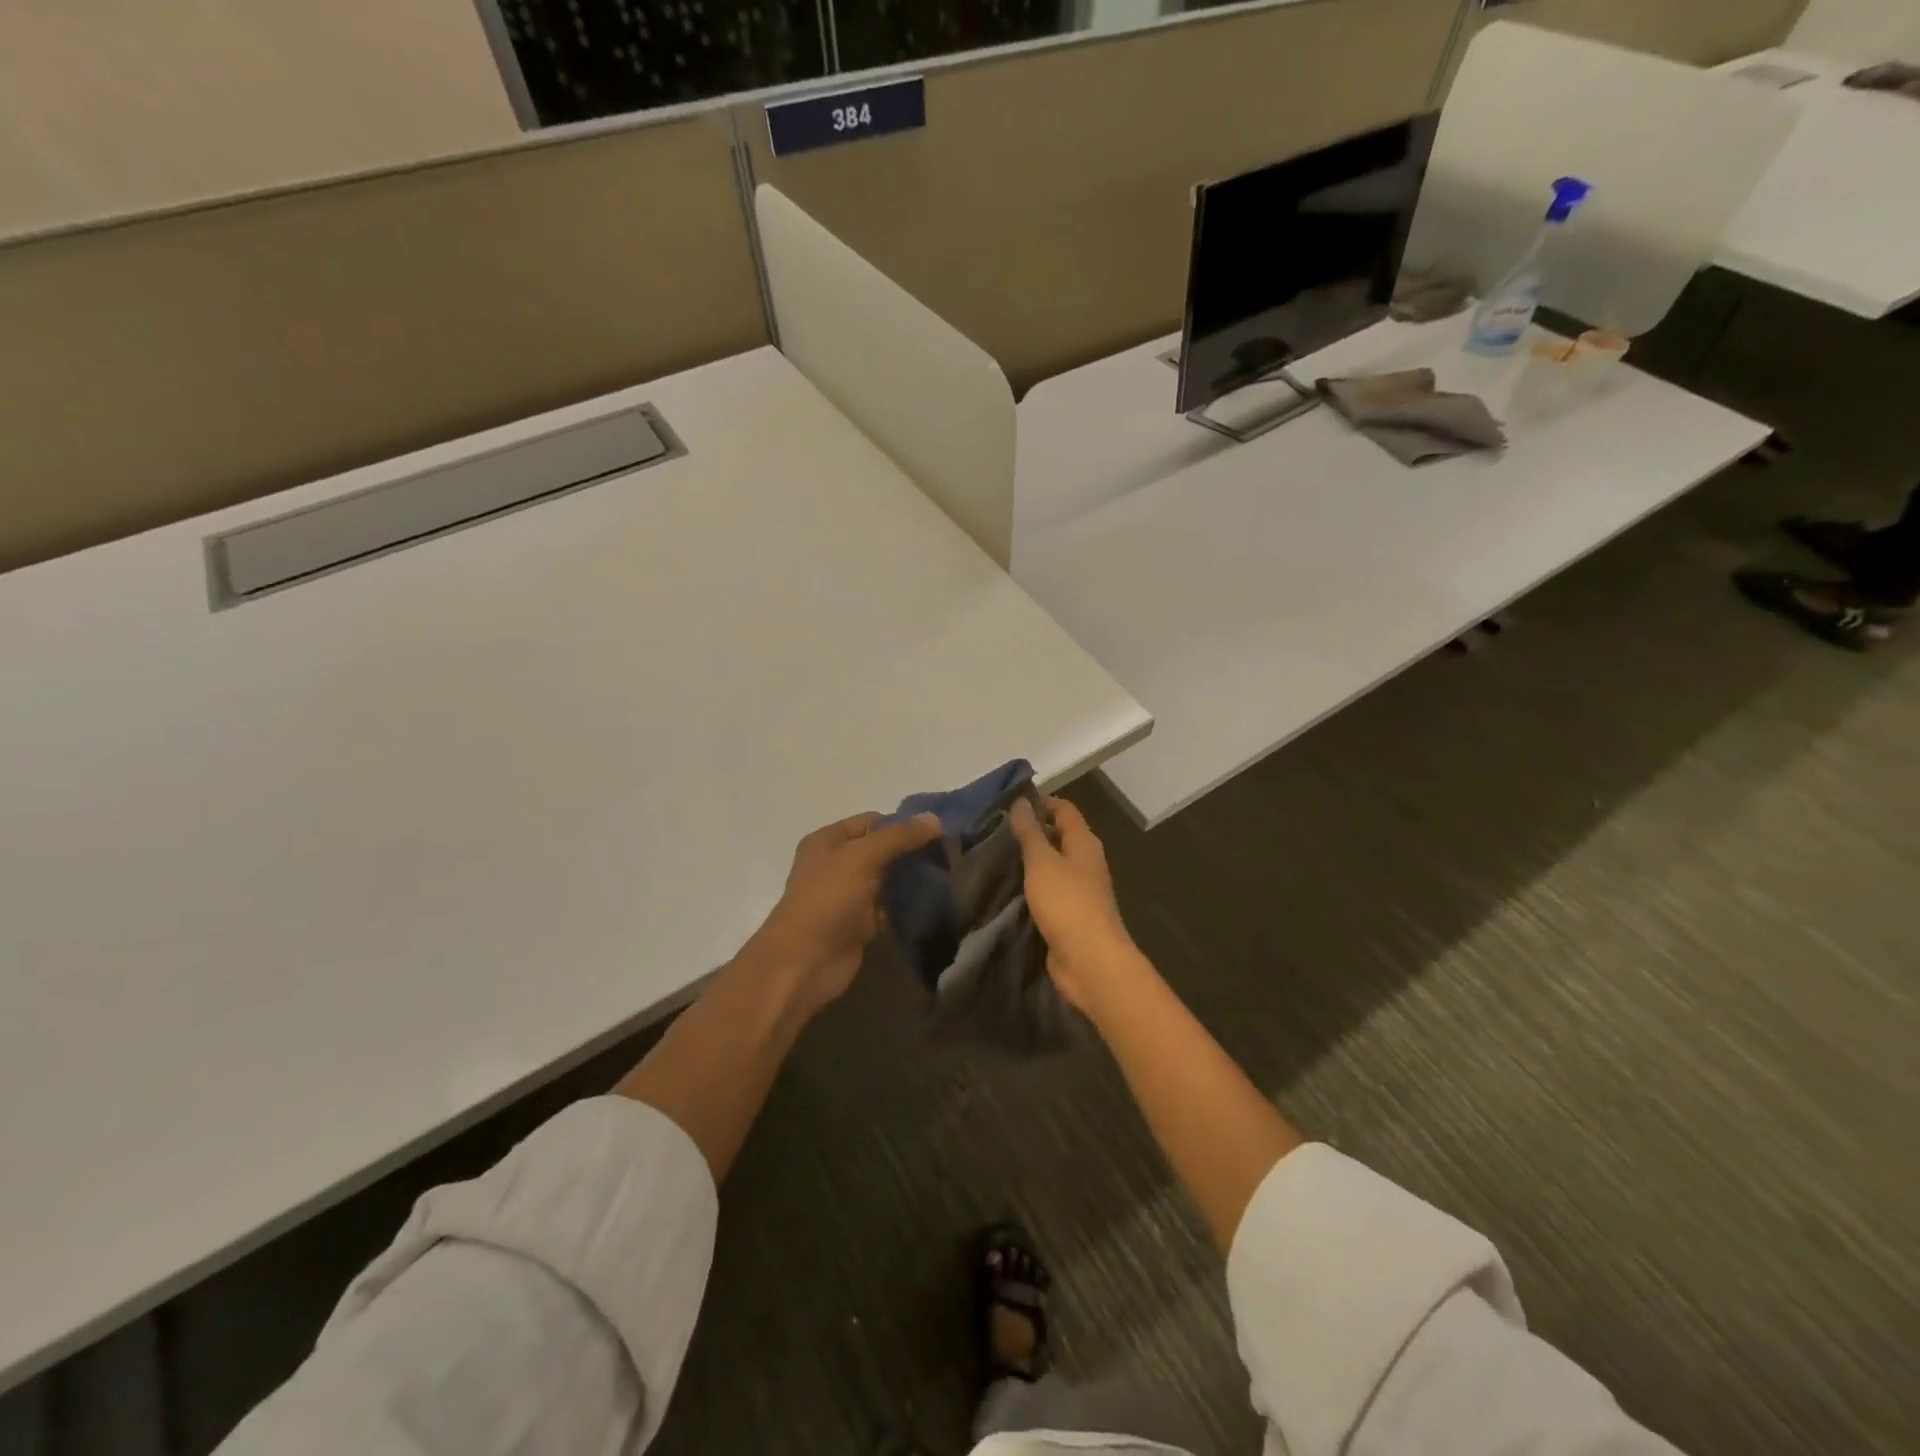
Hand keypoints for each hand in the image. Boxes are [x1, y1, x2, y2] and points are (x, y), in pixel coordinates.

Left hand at [738, 810, 940, 1016]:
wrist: (804, 964)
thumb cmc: (826, 901)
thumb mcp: (860, 858)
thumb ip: (898, 837)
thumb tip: (934, 819)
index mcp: (828, 841)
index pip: (872, 822)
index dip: (902, 825)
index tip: (937, 833)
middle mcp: (838, 864)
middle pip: (882, 850)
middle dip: (911, 852)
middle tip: (948, 855)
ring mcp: (849, 896)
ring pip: (888, 880)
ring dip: (912, 879)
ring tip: (948, 876)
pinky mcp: (861, 924)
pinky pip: (890, 907)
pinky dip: (908, 906)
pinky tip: (935, 902)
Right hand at [1007, 797, 1137, 1012]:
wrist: (1089, 961)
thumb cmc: (1067, 903)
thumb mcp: (1042, 862)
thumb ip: (1030, 832)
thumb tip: (1021, 801)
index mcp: (1084, 843)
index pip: (1065, 810)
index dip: (1041, 803)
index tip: (1009, 806)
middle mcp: (1085, 862)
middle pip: (1059, 836)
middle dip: (1031, 832)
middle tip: (995, 831)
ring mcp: (1079, 890)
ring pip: (1052, 865)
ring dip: (1029, 861)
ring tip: (995, 858)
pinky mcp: (1070, 914)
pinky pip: (1048, 891)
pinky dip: (1031, 887)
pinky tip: (1007, 889)